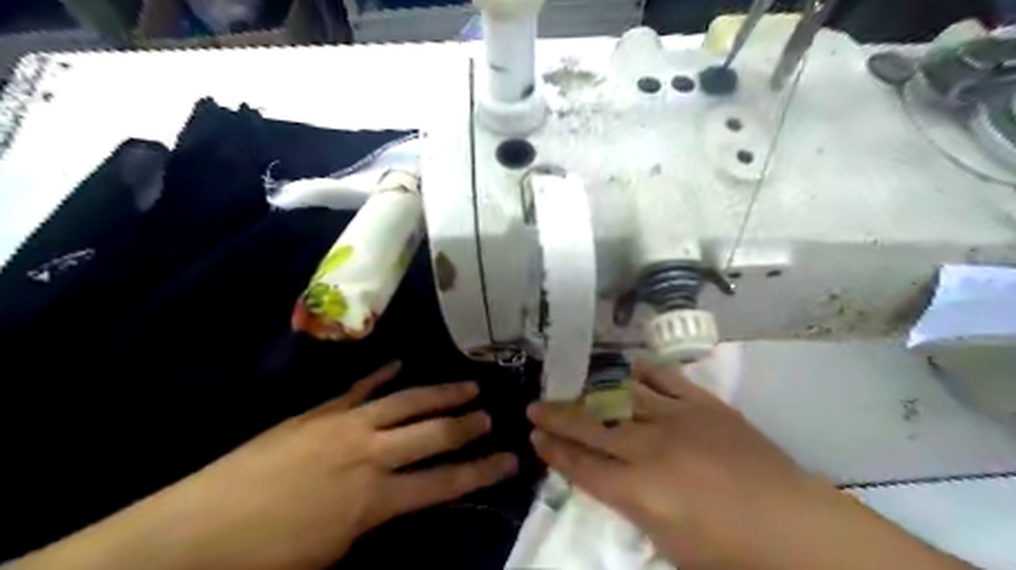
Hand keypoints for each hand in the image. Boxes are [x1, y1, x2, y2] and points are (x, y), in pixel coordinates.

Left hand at [17, 363, 518, 569]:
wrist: (194, 532)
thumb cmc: (264, 559)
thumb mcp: (331, 555)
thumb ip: (372, 521)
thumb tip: (393, 500)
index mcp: (374, 498)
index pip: (444, 482)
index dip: (481, 471)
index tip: (510, 459)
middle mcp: (369, 454)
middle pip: (432, 434)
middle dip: (467, 426)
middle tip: (491, 416)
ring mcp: (344, 425)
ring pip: (405, 402)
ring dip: (439, 394)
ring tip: (467, 385)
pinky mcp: (318, 413)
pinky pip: (358, 389)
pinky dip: (382, 375)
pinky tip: (400, 362)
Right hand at [528, 365, 971, 569]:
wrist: (798, 529)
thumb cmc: (731, 556)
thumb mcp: (667, 545)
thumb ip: (630, 506)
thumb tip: (605, 479)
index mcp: (640, 491)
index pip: (582, 466)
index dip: (554, 451)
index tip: (533, 438)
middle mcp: (651, 448)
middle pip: (591, 427)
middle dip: (557, 417)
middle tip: (534, 407)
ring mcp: (678, 419)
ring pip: (620, 398)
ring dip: (589, 393)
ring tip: (568, 387)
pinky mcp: (704, 405)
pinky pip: (665, 379)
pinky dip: (641, 372)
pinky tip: (623, 367)